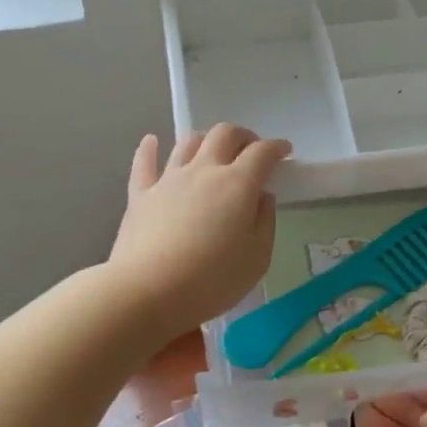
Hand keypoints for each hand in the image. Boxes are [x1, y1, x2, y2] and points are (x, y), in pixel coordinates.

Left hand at [109, 124, 291, 338]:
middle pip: (224, 134)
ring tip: (213, 152)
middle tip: (251, 150)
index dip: (276, 147)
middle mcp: (204, 171)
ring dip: (206, 140)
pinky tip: (151, 141)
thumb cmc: (212, 280)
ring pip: (188, 143)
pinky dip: (150, 148)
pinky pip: (144, 162)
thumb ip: (265, 222)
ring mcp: (169, 179)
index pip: (262, 153)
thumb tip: (261, 197)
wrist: (149, 292)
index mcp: (238, 184)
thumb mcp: (257, 258)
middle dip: (243, 136)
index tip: (285, 152)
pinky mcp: (140, 194)